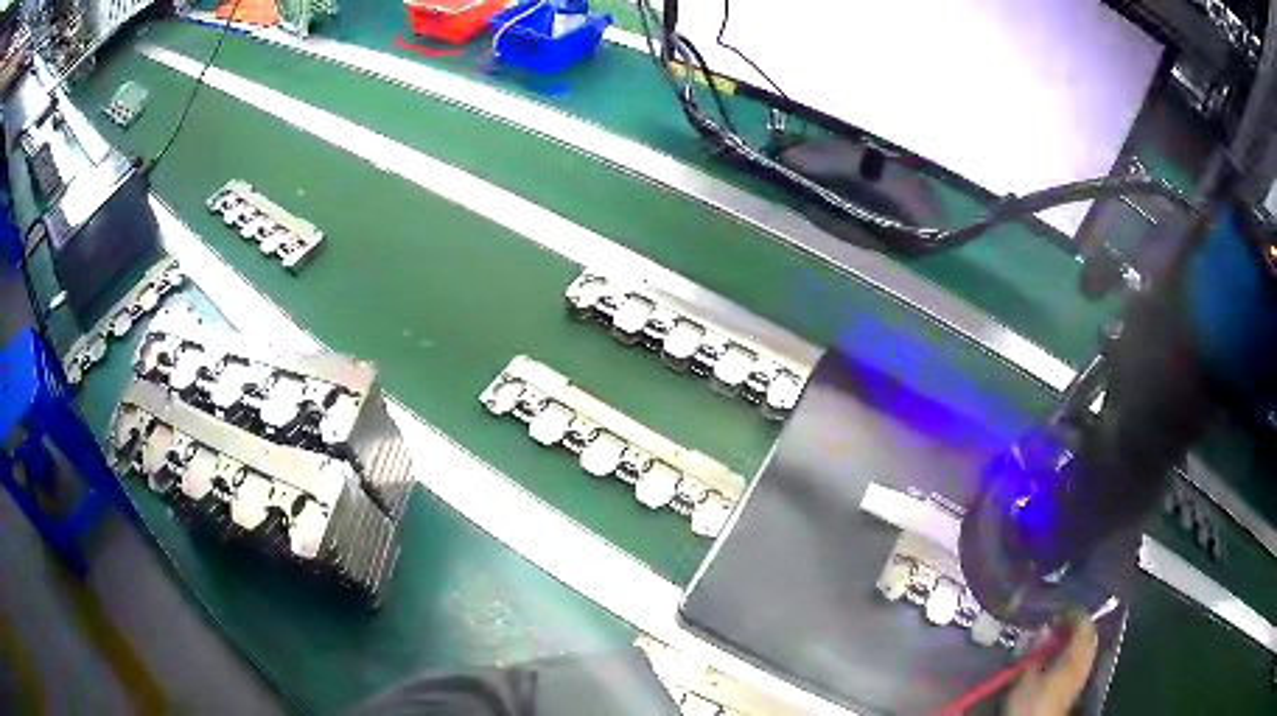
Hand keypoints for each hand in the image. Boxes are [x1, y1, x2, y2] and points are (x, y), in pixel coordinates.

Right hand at [1004, 613, 1097, 715]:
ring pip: (1085, 646)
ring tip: (1056, 637)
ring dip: (1073, 638)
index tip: (1057, 607)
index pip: (1084, 621)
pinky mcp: (1077, 683)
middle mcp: (1086, 658)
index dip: (1072, 611)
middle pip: (1087, 633)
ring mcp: (1084, 671)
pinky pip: (1080, 658)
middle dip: (1074, 625)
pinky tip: (1058, 656)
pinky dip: (1072, 651)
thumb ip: (1036, 650)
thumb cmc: (1033, 701)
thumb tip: (1041, 629)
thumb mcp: (1027, 675)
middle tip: (1057, 621)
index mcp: (1078, 651)